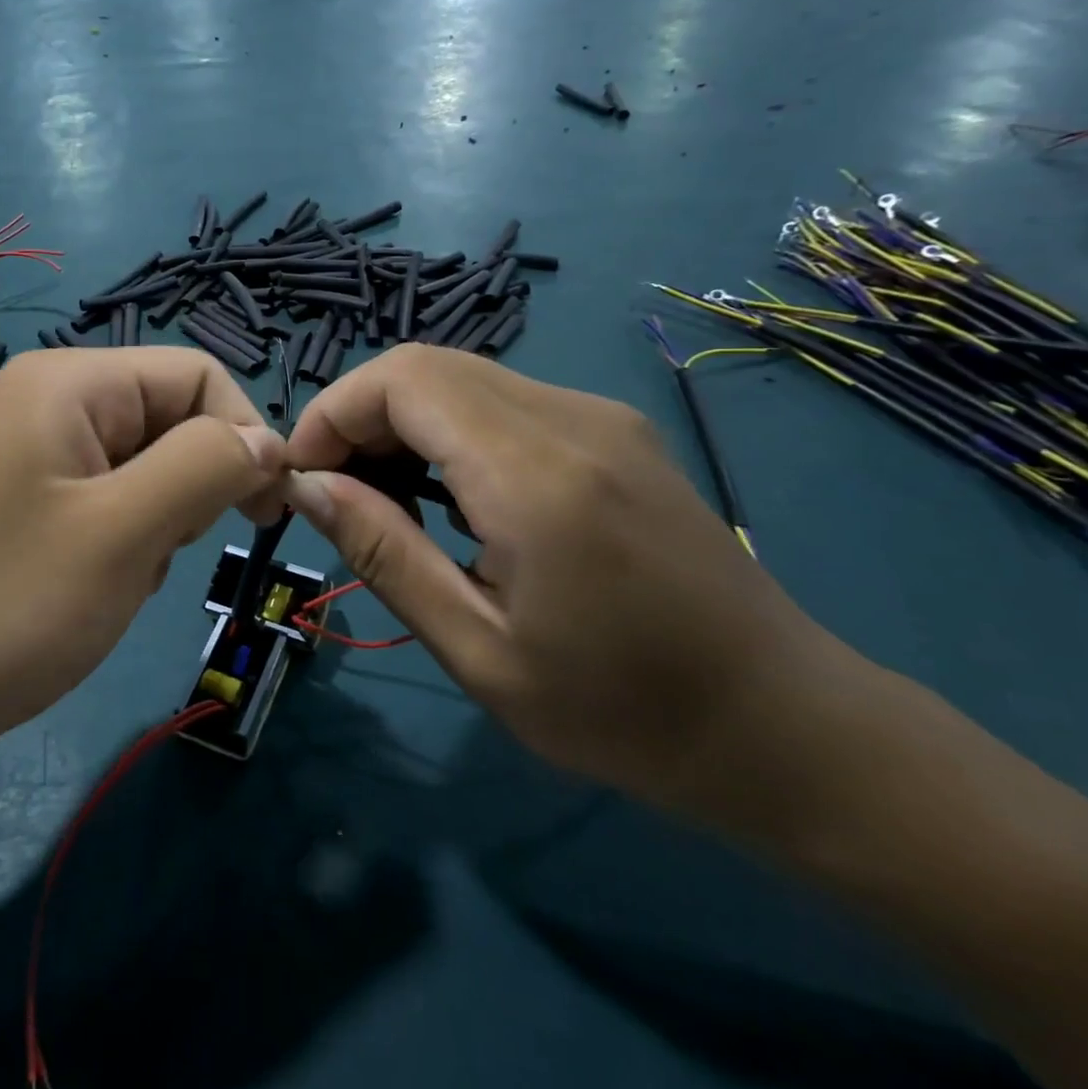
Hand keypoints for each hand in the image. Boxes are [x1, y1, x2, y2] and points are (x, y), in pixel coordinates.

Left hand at [0, 348, 286, 777]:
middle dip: (190, 486)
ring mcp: (35, 451)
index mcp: (70, 382)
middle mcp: (51, 400)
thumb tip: (268, 441)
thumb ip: (206, 467)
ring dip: (159, 521)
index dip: (243, 433)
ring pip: (147, 465)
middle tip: (160, 552)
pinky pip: (110, 499)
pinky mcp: (28, 499)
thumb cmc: (7, 608)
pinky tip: (93, 586)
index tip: (265, 512)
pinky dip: (126, 540)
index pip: (197, 375)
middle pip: (170, 417)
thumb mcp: (124, 533)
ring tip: (119, 575)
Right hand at [282, 346, 845, 825]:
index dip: (334, 412)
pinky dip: (446, 427)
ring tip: (384, 497)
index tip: (305, 478)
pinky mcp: (612, 429)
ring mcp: (600, 417)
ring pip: (461, 375)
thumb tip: (308, 487)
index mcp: (537, 475)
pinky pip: (501, 399)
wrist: (782, 724)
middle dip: (358, 414)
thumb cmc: (622, 712)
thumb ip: (384, 554)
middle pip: (426, 364)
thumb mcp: (478, 652)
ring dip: (400, 420)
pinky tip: (447, 492)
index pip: (404, 379)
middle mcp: (571, 418)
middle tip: (337, 491)